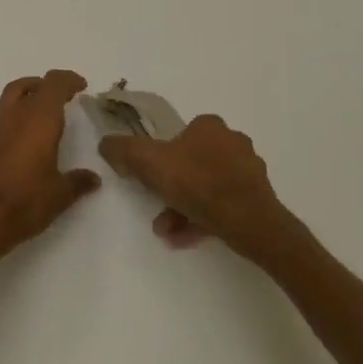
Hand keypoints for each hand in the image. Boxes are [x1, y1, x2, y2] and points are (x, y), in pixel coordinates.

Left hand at [0, 70, 100, 268]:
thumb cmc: (23, 203)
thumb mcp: (59, 196)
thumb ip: (78, 182)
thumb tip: (94, 178)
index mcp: (39, 119)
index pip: (55, 83)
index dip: (69, 80)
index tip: (80, 86)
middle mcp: (14, 115)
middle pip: (29, 85)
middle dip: (46, 86)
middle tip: (59, 97)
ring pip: (9, 97)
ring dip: (24, 98)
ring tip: (36, 116)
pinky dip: (7, 122)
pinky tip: (12, 141)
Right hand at [99, 114, 288, 257]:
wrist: (249, 221)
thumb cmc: (198, 183)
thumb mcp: (149, 162)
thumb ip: (124, 151)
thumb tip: (105, 143)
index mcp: (209, 126)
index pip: (180, 134)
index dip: (162, 156)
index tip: (151, 178)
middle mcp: (232, 141)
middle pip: (193, 163)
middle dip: (172, 188)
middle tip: (157, 209)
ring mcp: (248, 171)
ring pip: (207, 186)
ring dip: (184, 207)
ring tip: (167, 230)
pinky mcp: (258, 197)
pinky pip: (223, 205)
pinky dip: (202, 218)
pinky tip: (185, 237)